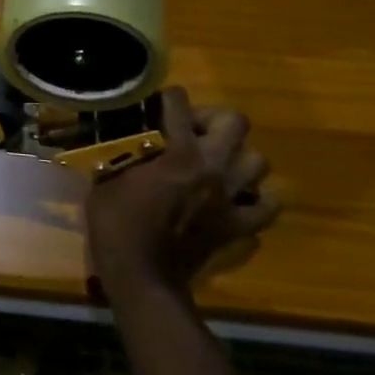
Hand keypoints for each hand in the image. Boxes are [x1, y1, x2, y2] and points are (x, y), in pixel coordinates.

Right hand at [86, 87, 277, 296]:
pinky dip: (258, 198)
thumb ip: (123, 157)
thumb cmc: (117, 224)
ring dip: (238, 158)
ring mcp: (231, 198)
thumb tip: (121, 146)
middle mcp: (213, 168)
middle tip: (192, 132)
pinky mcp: (239, 226)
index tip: (159, 102)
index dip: (169, 97)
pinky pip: (267, 206)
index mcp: (178, 152)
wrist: (142, 276)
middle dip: (214, 120)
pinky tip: (238, 198)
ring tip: (216, 164)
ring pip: (258, 161)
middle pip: (235, 122)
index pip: (179, 103)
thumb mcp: (106, 180)